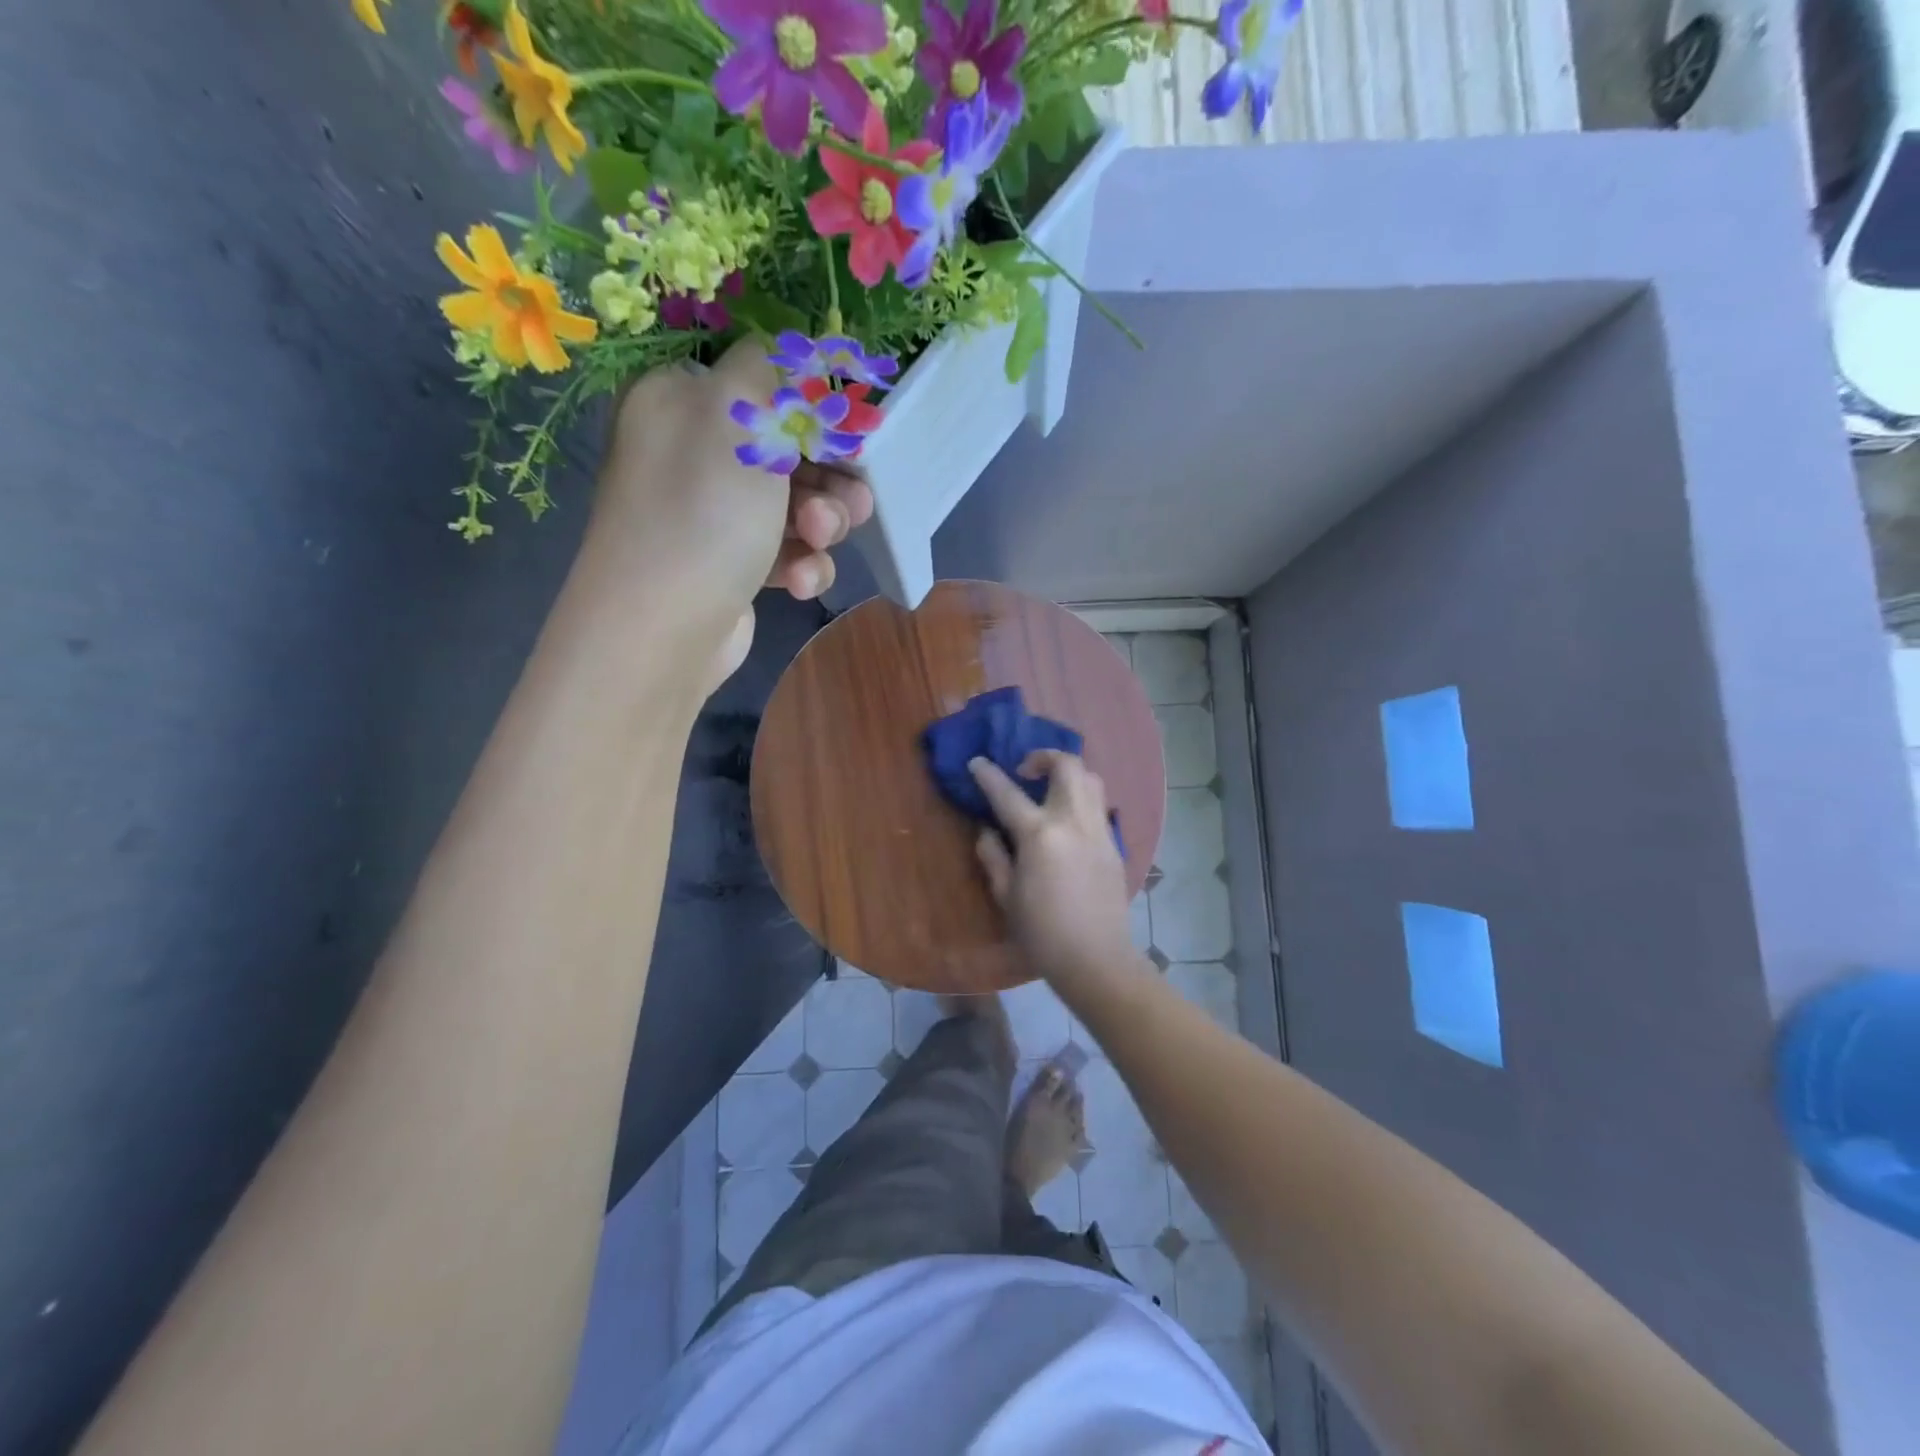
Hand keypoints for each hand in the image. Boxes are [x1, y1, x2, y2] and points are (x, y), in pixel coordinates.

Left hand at [586, 338, 873, 686]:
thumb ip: (772, 370)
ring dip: (822, 523)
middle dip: (829, 477)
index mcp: (681, 401)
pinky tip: (798, 583)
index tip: (853, 430)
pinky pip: (783, 551)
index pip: (760, 383)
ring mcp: (712, 515)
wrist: (662, 630)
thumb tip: (792, 350)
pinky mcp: (731, 567)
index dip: (813, 406)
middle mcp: (692, 453)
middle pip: (787, 449)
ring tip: (818, 541)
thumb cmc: (703, 510)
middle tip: (852, 499)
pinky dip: (800, 564)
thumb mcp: (738, 416)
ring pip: (795, 505)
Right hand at [968, 752, 1141, 990]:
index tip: (977, 762)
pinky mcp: (1114, 843)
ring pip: (1090, 778)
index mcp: (1040, 835)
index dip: (988, 775)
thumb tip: (988, 830)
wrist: (1096, 959)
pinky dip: (1081, 797)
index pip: (1008, 793)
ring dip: (1067, 773)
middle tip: (1024, 772)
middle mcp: (1073, 821)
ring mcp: (1098, 829)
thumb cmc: (1042, 933)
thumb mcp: (1006, 896)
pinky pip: (1098, 805)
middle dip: (1043, 757)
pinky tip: (1067, 819)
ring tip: (1048, 790)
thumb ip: (993, 856)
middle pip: (1066, 765)